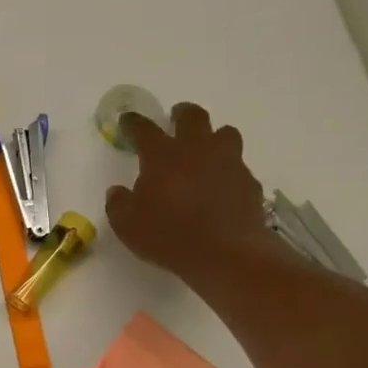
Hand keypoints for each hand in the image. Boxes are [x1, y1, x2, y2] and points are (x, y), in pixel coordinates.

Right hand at [105, 102, 270, 283]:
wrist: (225, 254)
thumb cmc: (168, 237)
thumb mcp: (127, 226)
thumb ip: (118, 204)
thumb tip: (117, 191)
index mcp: (162, 156)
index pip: (144, 129)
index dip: (133, 122)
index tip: (128, 120)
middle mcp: (197, 149)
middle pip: (193, 116)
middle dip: (182, 114)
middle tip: (175, 119)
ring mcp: (228, 163)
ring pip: (225, 133)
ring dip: (213, 136)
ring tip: (206, 149)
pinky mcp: (249, 182)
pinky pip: (238, 166)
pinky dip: (228, 170)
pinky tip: (222, 186)